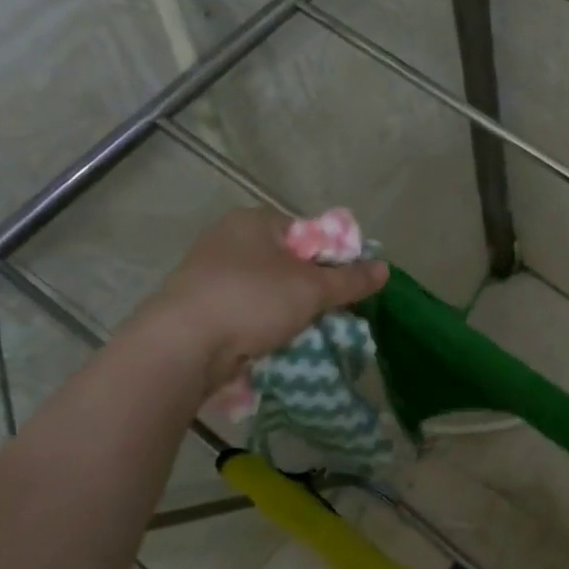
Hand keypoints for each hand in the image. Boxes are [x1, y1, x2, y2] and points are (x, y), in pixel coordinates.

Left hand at [135, 209, 386, 395]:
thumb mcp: (313, 289)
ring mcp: (207, 273)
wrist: (183, 347)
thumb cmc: (253, 301)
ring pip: (267, 288)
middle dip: (311, 287)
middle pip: (288, 261)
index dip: (332, 257)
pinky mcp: (197, 305)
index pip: (307, 232)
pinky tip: (273, 340)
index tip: (344, 285)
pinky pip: (244, 309)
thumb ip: (351, 279)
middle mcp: (227, 239)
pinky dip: (261, 322)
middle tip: (329, 310)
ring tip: (304, 330)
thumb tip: (385, 269)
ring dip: (287, 308)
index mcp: (253, 221)